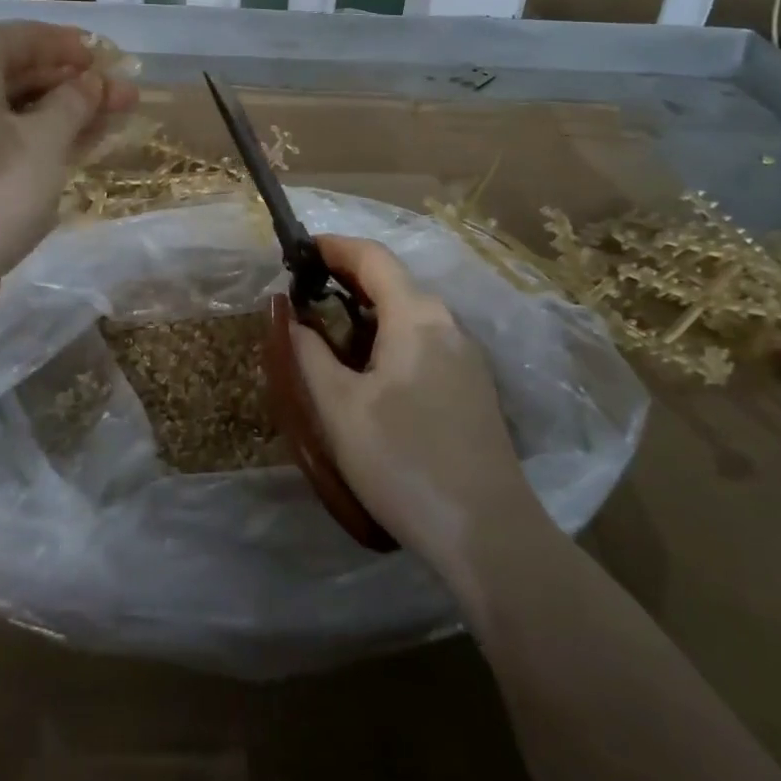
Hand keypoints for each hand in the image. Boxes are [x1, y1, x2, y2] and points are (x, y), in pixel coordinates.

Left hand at [0, 21, 137, 307]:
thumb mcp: (44, 143)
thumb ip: (74, 103)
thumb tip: (92, 82)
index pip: (19, 36)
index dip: (68, 45)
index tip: (108, 58)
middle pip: (17, 73)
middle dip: (74, 83)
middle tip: (124, 95)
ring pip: (12, 111)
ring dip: (63, 114)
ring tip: (115, 120)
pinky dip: (38, 141)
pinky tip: (77, 148)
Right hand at [289, 236, 534, 568]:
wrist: (489, 534)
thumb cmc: (403, 461)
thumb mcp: (339, 408)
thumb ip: (309, 354)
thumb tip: (290, 316)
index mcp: (417, 316)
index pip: (372, 256)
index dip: (333, 246)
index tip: (298, 252)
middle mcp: (447, 323)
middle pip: (392, 281)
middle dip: (345, 280)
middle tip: (303, 298)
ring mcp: (466, 355)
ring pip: (408, 314)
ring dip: (366, 312)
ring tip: (328, 336)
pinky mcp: (472, 385)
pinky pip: (423, 340)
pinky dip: (388, 336)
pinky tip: (368, 372)